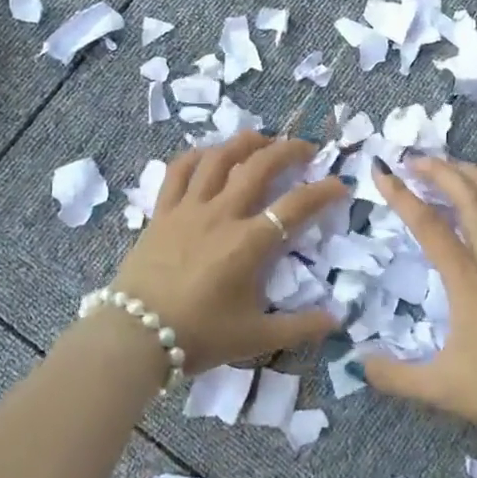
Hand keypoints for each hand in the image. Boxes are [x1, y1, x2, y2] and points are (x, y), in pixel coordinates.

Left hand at [110, 132, 346, 371]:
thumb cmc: (198, 336)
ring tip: (262, 139)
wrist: (135, 337)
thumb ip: (300, 327)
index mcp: (248, 243)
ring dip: (244, 142)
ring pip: (219, 158)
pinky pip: (178, 171)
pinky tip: (209, 153)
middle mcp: (221, 215)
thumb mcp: (255, 338)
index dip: (323, 191)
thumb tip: (337, 319)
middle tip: (305, 148)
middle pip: (259, 166)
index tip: (340, 185)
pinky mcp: (162, 211)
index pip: (295, 206)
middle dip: (288, 150)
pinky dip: (197, 155)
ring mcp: (189, 208)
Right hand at [364, 158, 476, 451]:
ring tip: (459, 167)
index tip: (382, 173)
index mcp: (468, 280)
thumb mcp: (441, 389)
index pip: (429, 225)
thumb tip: (358, 362)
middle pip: (471, 199)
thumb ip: (395, 376)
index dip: (402, 196)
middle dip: (442, 171)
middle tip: (416, 160)